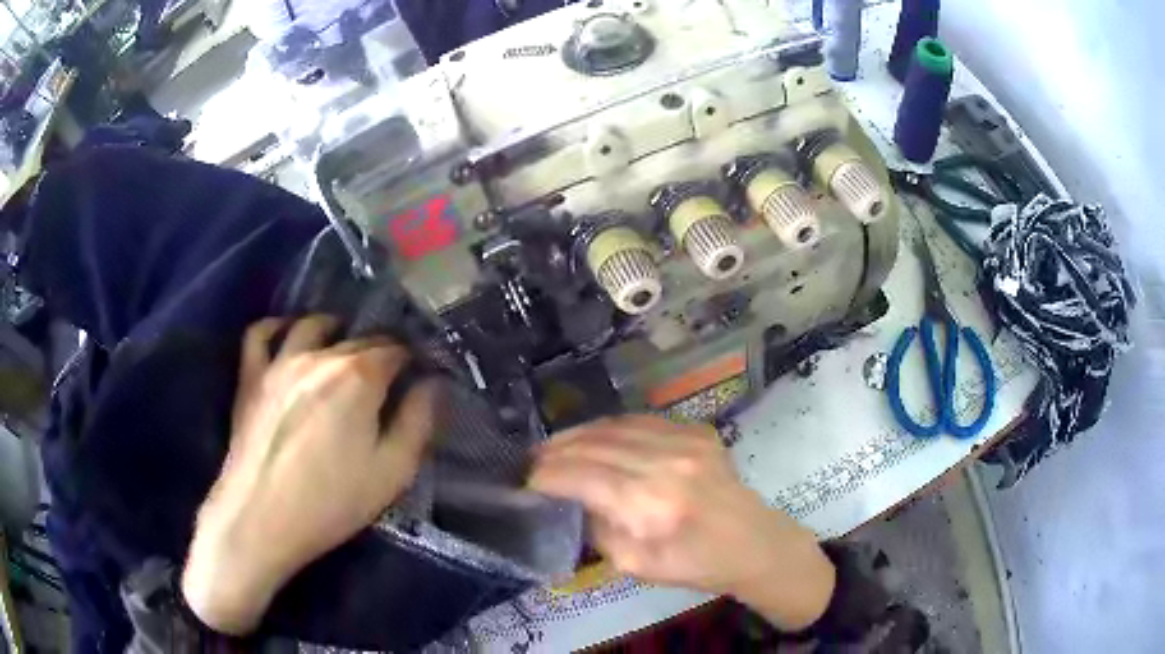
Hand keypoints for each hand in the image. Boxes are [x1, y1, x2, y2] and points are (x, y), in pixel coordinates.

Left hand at [181, 316, 437, 634]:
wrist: (261, 519)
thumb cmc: (332, 502)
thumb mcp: (393, 473)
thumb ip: (418, 422)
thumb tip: (432, 384)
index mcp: (359, 377)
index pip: (395, 349)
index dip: (412, 359)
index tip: (419, 375)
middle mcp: (320, 356)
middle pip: (358, 337)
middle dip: (379, 349)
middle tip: (387, 374)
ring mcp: (279, 361)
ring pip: (311, 325)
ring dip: (333, 329)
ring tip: (342, 345)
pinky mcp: (251, 376)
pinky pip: (260, 333)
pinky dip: (276, 326)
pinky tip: (286, 334)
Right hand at [529, 415, 834, 630]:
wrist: (754, 543)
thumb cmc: (696, 565)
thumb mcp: (636, 567)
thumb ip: (598, 529)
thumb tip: (575, 500)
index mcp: (651, 504)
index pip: (582, 476)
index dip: (547, 475)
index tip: (526, 481)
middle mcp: (666, 462)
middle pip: (594, 445)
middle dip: (556, 451)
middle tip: (533, 461)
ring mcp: (685, 440)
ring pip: (614, 426)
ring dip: (579, 435)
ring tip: (556, 446)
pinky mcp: (697, 431)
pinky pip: (641, 421)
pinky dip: (611, 428)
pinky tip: (596, 438)